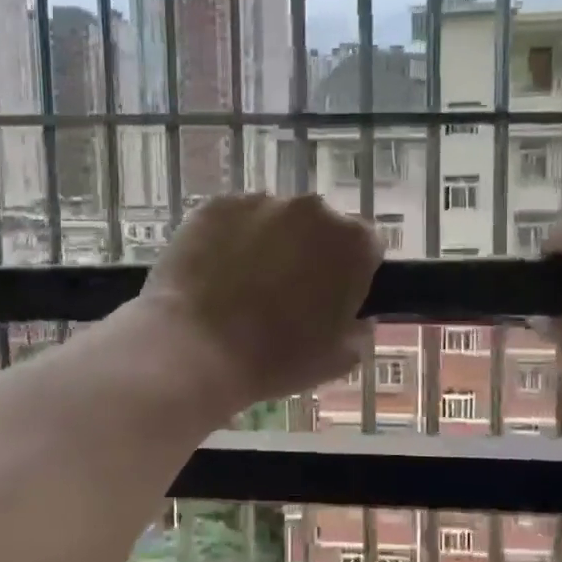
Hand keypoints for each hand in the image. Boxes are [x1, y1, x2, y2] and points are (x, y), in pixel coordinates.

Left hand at [136, 194, 382, 411]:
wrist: (195, 349)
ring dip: (270, 242)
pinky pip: (234, 218)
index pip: (366, 245)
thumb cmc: (276, 358)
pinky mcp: (217, 204)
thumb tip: (358, 317)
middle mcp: (313, 210)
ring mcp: (261, 202)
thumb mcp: (338, 360)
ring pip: (276, 219)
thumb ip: (360, 330)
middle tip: (287, 291)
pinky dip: (230, 238)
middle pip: (320, 226)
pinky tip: (214, 272)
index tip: (334, 295)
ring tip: (243, 283)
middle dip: (310, 251)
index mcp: (352, 243)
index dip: (352, 271)